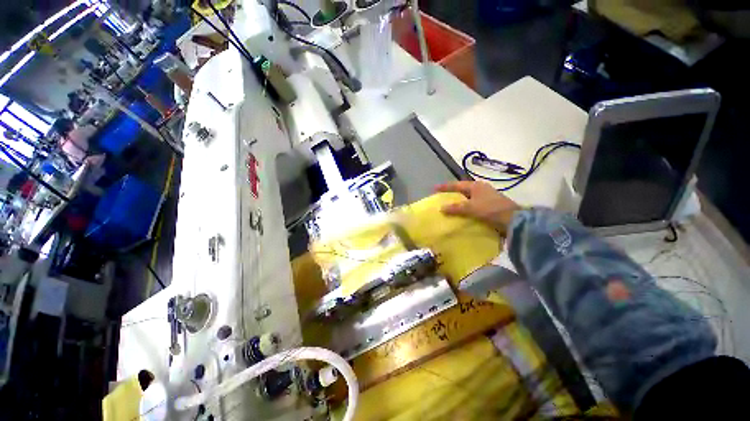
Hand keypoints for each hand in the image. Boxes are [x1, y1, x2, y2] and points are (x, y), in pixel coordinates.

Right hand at [436, 181, 521, 234]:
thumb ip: (456, 208)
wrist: (514, 220)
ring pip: (468, 197)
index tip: (434, 188)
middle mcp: (481, 189)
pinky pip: (473, 204)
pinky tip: (462, 213)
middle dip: (452, 193)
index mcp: (475, 186)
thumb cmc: (491, 210)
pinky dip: (466, 207)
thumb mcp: (471, 208)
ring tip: (450, 205)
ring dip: (459, 201)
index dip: (445, 187)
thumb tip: (441, 208)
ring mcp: (486, 197)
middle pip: (462, 190)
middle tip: (442, 197)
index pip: (456, 185)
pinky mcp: (489, 205)